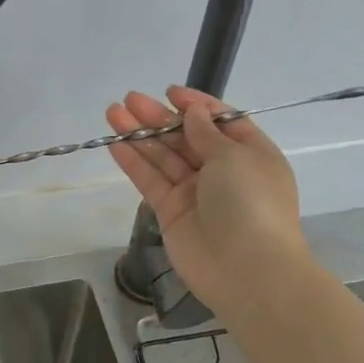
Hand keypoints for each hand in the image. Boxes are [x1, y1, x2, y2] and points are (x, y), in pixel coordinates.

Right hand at [105, 86, 306, 318]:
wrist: (247, 270)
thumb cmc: (251, 203)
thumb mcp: (235, 156)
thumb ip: (207, 133)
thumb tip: (194, 112)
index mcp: (251, 154)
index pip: (221, 122)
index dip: (196, 105)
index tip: (170, 92)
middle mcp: (223, 171)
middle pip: (187, 137)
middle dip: (159, 118)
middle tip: (130, 99)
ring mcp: (195, 193)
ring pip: (164, 157)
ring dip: (140, 135)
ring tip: (113, 112)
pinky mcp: (171, 213)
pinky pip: (151, 181)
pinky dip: (134, 162)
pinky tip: (114, 143)